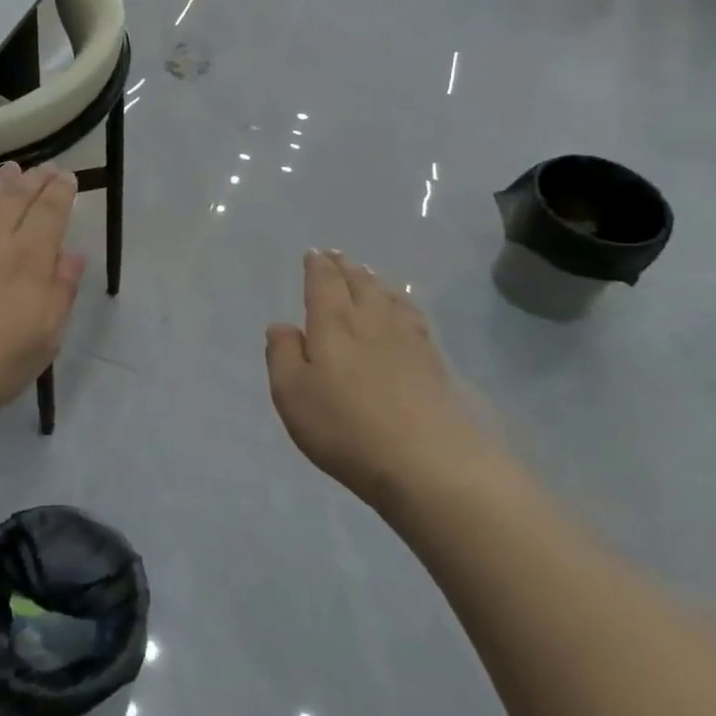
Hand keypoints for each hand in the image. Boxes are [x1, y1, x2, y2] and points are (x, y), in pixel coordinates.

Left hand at [0, 163, 84, 426]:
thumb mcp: (45, 339)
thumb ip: (61, 293)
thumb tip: (73, 256)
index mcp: (30, 260)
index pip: (50, 213)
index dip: (61, 192)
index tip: (68, 177)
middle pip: (17, 198)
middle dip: (34, 179)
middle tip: (45, 167)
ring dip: (0, 181)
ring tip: (11, 169)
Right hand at [265, 250, 491, 509]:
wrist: (428, 461)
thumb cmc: (345, 427)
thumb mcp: (292, 394)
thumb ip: (283, 355)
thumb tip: (282, 325)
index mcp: (333, 323)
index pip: (324, 283)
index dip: (317, 267)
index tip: (314, 254)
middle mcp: (371, 320)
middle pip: (358, 283)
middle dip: (344, 267)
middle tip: (336, 255)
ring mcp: (407, 338)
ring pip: (387, 296)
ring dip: (372, 280)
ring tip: (366, 273)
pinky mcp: (433, 360)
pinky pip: (412, 315)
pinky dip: (401, 301)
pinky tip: (401, 308)